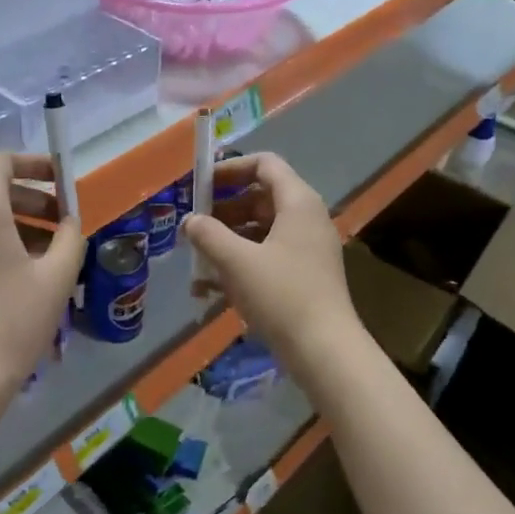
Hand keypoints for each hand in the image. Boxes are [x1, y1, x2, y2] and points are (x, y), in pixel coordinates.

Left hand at [0, 153, 84, 394]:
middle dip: (36, 200)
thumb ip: (70, 237)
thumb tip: (69, 222)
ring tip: (54, 254)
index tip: (63, 181)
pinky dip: (3, 242)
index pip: (2, 163)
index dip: (36, 164)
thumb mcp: (58, 275)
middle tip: (65, 225)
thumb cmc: (16, 318)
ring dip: (23, 224)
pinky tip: (29, 272)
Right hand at [182, 152, 363, 363]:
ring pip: (262, 230)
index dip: (231, 169)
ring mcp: (307, 249)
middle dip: (224, 208)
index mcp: (298, 202)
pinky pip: (267, 257)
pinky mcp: (304, 276)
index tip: (200, 185)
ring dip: (228, 239)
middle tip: (194, 224)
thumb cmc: (281, 295)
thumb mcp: (237, 261)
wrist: (324, 349)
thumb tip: (190, 221)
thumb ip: (208, 235)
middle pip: (261, 197)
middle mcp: (307, 218)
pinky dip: (241, 264)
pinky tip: (210, 289)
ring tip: (197, 259)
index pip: (265, 164)